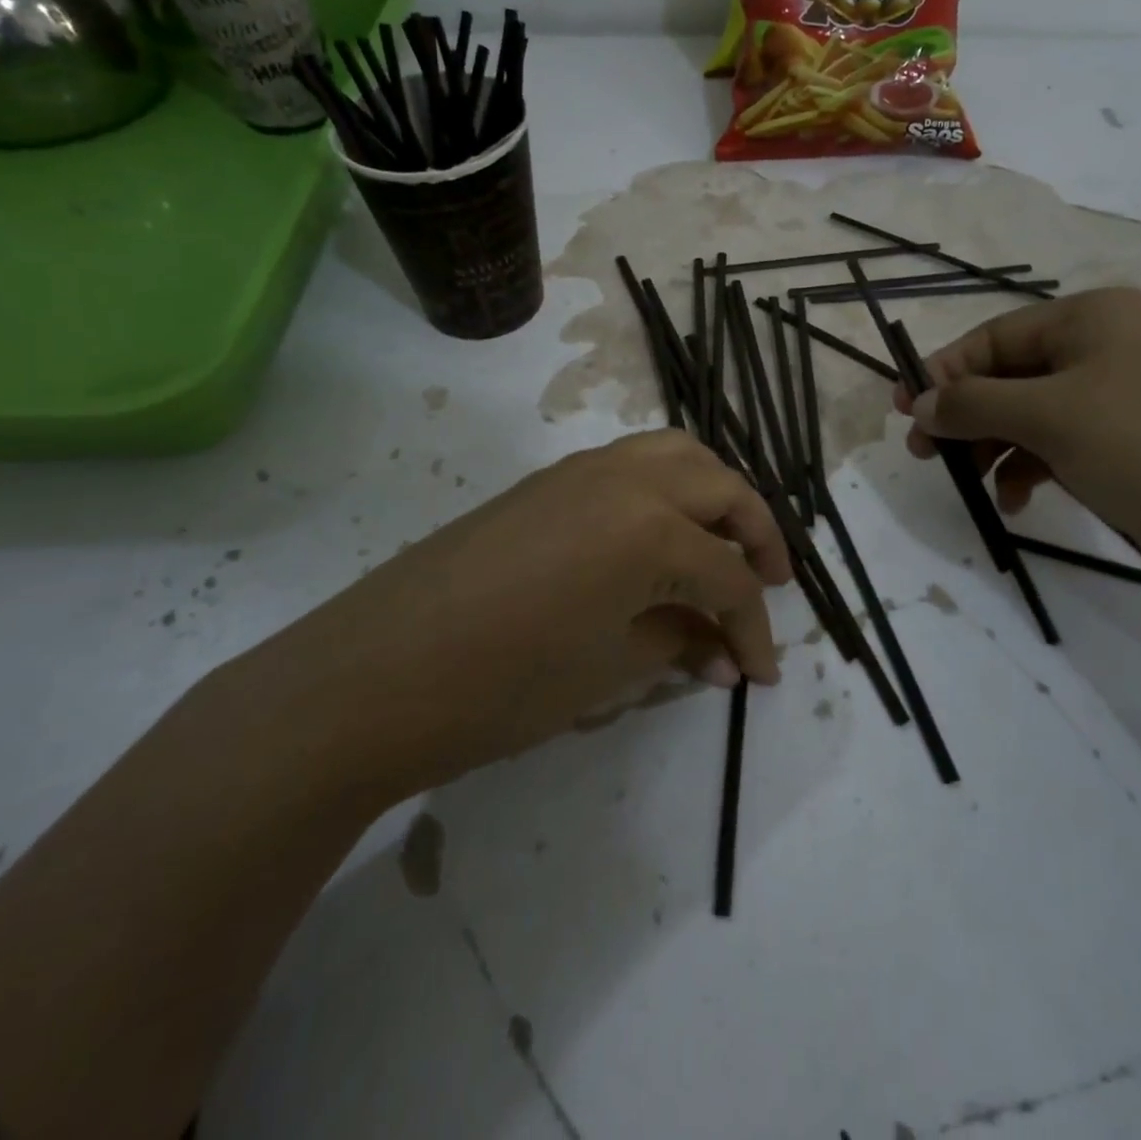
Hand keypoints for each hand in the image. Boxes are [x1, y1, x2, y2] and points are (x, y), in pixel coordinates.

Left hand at [276, 430, 790, 794]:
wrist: (374, 674)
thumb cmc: (504, 685)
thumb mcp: (610, 672)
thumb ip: (679, 646)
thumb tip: (723, 655)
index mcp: (651, 526)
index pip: (729, 578)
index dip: (754, 630)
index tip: (764, 675)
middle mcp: (626, 477)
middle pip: (720, 487)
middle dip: (756, 534)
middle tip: (767, 583)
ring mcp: (581, 471)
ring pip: (677, 455)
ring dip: (714, 495)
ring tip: (721, 546)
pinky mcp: (547, 481)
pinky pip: (630, 465)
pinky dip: (665, 489)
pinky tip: (657, 538)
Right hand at [892, 288, 1140, 603]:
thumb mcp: (1053, 417)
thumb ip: (975, 403)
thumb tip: (921, 401)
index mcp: (1094, 318)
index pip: (994, 337)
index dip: (943, 372)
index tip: (904, 413)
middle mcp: (1112, 348)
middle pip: (1012, 375)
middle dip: (966, 414)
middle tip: (925, 453)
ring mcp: (1131, 399)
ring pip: (1036, 415)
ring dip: (996, 446)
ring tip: (970, 483)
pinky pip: (1068, 446)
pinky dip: (1035, 468)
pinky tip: (1019, 500)